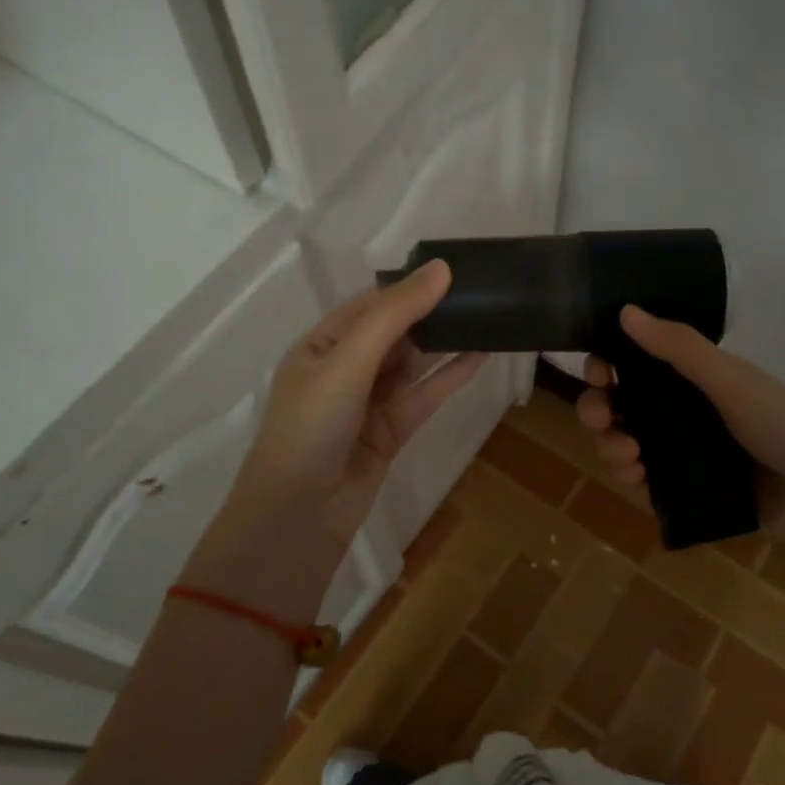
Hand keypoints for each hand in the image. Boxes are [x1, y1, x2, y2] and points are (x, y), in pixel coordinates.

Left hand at [231, 260, 485, 544]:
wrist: (298, 516)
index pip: (371, 305)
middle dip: (431, 313)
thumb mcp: (347, 362)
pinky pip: (424, 396)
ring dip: (445, 343)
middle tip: (479, 292)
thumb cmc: (311, 427)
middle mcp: (345, 369)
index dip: (410, 287)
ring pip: (413, 364)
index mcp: (322, 345)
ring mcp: (369, 402)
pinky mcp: (391, 432)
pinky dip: (450, 377)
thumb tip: (440, 269)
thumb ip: (394, 316)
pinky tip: (480, 357)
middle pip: (395, 332)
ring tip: (486, 318)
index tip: (454, 271)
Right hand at [578, 305, 784, 590]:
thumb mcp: (731, 381)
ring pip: (627, 443)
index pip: (637, 364)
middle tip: (599, 418)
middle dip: (600, 409)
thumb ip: (680, 348)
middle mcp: (685, 411)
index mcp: (695, 378)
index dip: (608, 365)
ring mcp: (685, 452)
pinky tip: (636, 477)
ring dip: (612, 445)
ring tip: (626, 455)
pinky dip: (632, 477)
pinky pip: (645, 481)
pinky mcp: (688, 490)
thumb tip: (625, 310)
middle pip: (623, 405)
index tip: (596, 372)